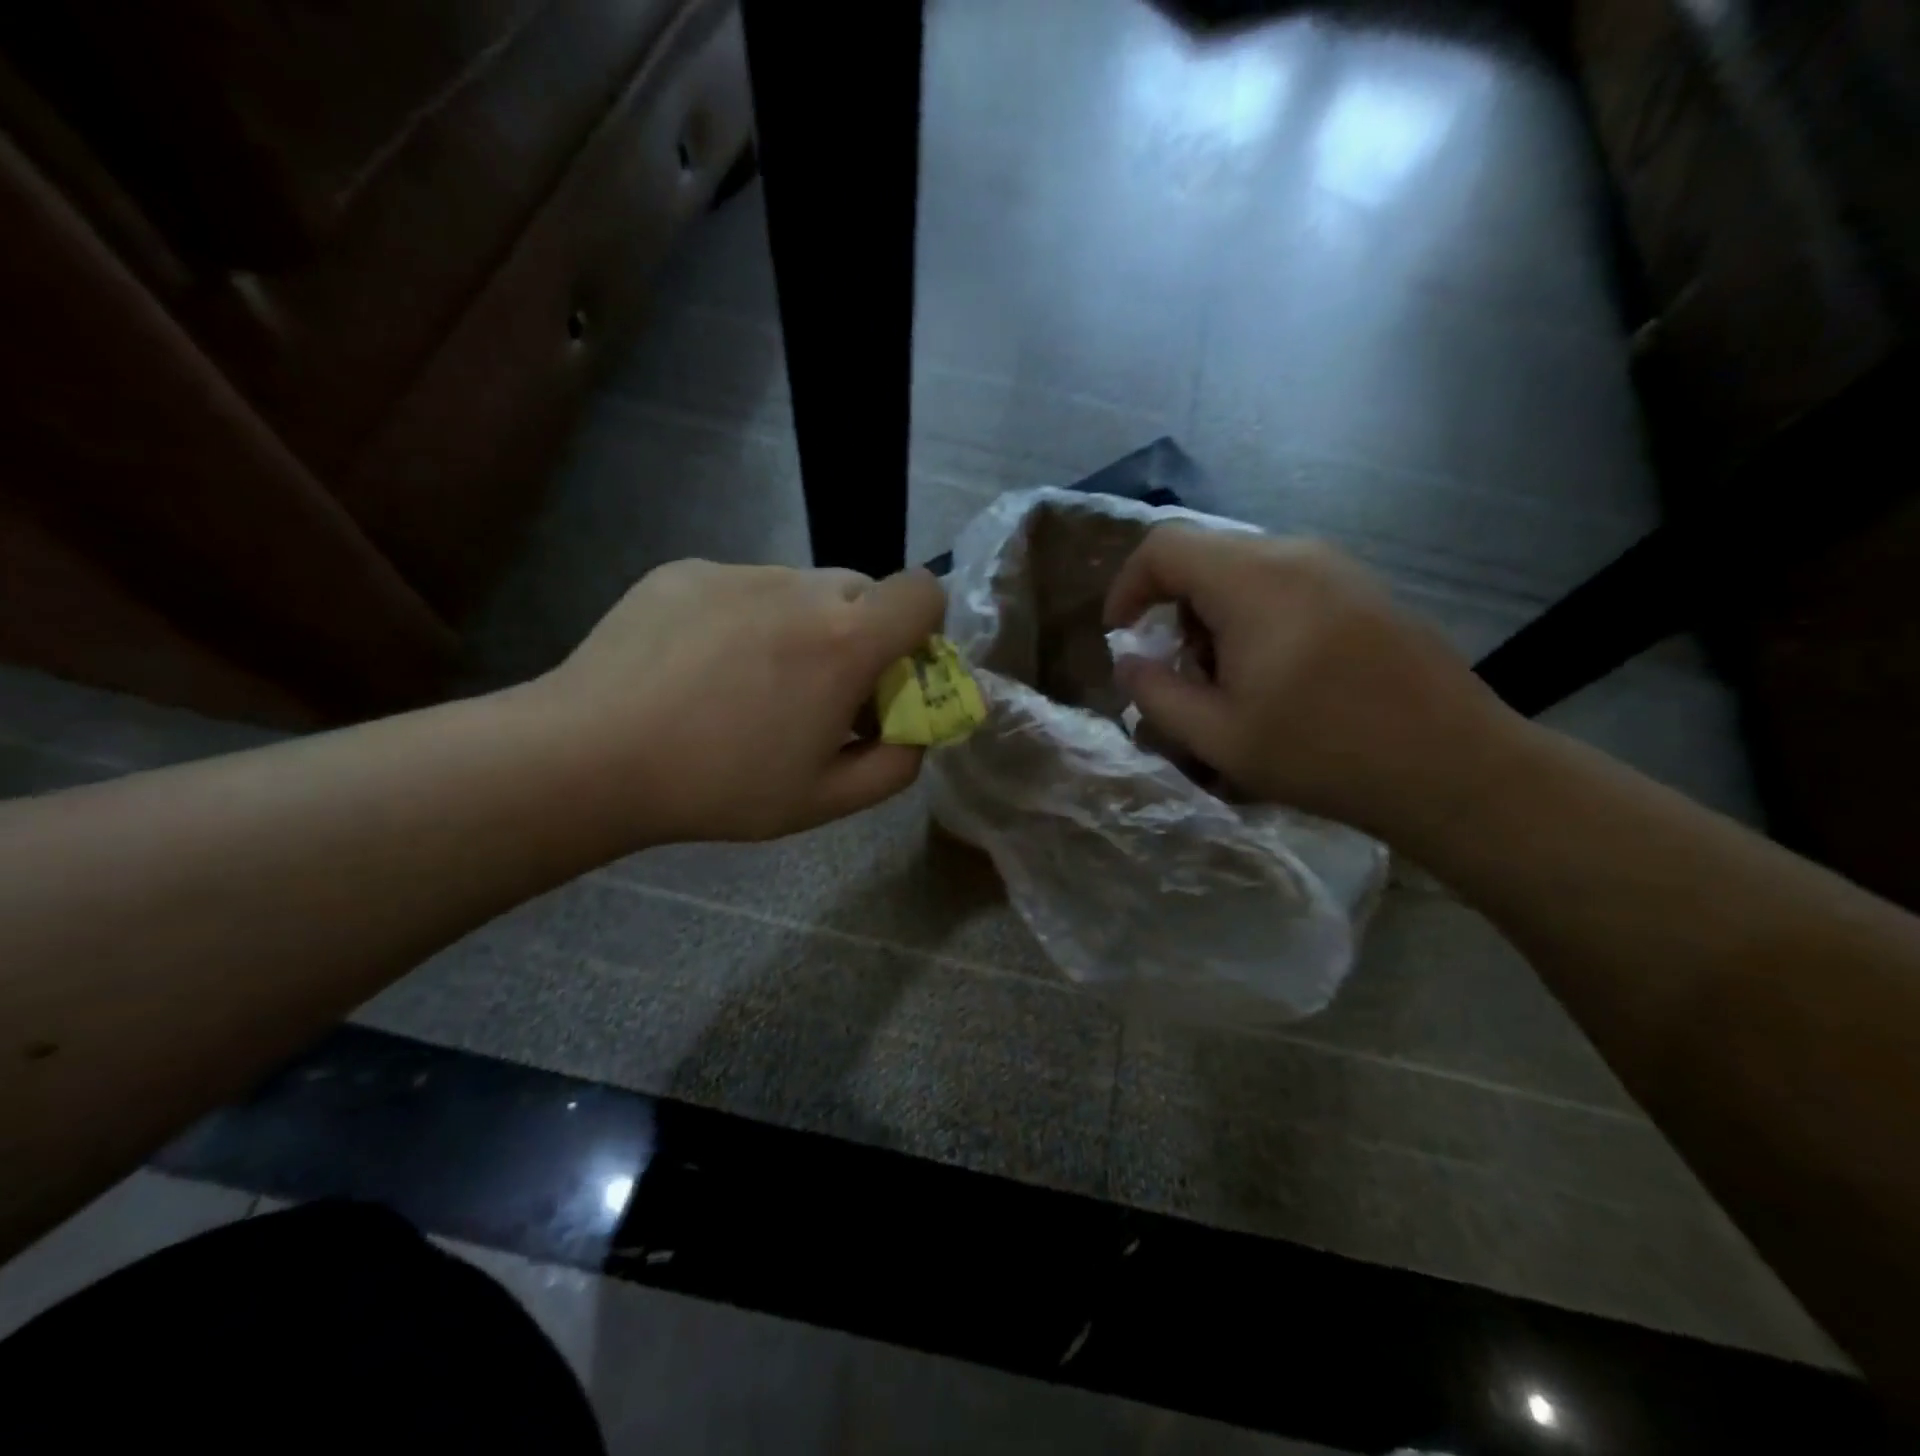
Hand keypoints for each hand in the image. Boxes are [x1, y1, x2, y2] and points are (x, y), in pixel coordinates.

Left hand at [534, 560, 946, 843]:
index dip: (924, 629)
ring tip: (747, 682)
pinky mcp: (685, 570)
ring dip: (802, 626)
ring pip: (801, 588)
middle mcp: (800, 587)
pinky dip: (745, 619)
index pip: (924, 593)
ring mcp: (738, 572)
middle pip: (864, 590)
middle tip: (820, 690)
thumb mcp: (823, 800)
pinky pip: (743, 587)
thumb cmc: (719, 785)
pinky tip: (699, 667)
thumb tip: (916, 732)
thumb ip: (895, 765)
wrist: (588, 756)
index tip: (893, 673)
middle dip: (861, 634)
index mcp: (845, 640)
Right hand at [1103, 525, 1514, 840]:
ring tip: (1228, 681)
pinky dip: (1255, 617)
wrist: (1452, 766)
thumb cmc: (1323, 751)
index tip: (1121, 635)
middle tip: (1180, 673)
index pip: (1164, 547)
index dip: (1127, 586)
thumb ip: (1156, 694)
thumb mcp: (1217, 736)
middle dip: (1173, 611)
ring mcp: (1337, 567)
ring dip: (1215, 617)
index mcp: (1252, 580)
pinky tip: (1276, 674)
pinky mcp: (1364, 589)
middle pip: (1204, 557)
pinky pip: (1285, 583)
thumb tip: (1128, 663)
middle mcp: (1294, 554)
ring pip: (1244, 570)